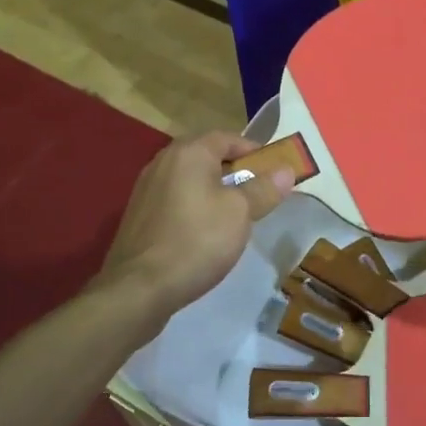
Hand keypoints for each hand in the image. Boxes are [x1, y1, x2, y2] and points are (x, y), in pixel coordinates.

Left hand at [98, 132, 292, 316]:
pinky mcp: (138, 214)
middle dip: (235, 170)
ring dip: (214, 189)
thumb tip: (287, 170)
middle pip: (207, 155)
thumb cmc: (196, 240)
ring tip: (234, 214)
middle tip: (257, 192)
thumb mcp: (240, 213)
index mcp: (189, 152)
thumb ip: (264, 188)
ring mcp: (146, 188)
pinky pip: (175, 199)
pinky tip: (204, 232)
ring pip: (190, 178)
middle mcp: (164, 161)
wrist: (139, 288)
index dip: (254, 151)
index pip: (228, 137)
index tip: (274, 171)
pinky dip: (194, 206)